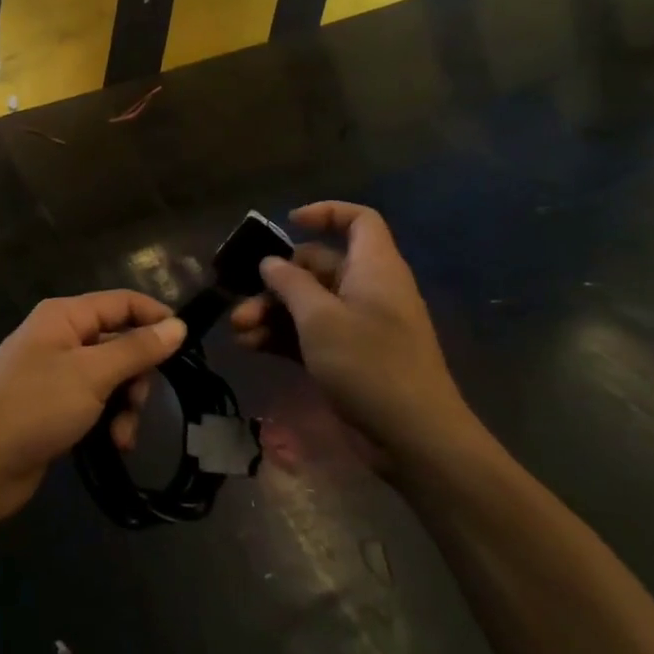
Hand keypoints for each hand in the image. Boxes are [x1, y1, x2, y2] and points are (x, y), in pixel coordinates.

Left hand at [0, 292, 185, 522]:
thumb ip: (136, 349)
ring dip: (125, 405)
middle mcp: (60, 337)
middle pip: (119, 342)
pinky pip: (95, 403)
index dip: (156, 318)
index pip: (122, 302)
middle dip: (137, 374)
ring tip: (122, 435)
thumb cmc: (34, 407)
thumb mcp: (91, 374)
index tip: (188, 345)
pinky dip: (109, 421)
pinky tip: (113, 445)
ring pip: (111, 377)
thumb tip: (177, 324)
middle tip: (138, 402)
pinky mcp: (54, 407)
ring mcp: (56, 373)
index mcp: (64, 316)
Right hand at [230, 202, 480, 476]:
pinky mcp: (349, 358)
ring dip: (271, 312)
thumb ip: (290, 284)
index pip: (358, 221)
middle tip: (243, 301)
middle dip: (276, 281)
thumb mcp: (320, 318)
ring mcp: (359, 326)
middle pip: (317, 266)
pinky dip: (282, 336)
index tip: (288, 224)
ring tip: (239, 330)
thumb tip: (271, 262)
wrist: (414, 440)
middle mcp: (367, 290)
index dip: (325, 213)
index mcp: (373, 268)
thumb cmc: (369, 364)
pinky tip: (251, 347)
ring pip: (307, 303)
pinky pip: (310, 334)